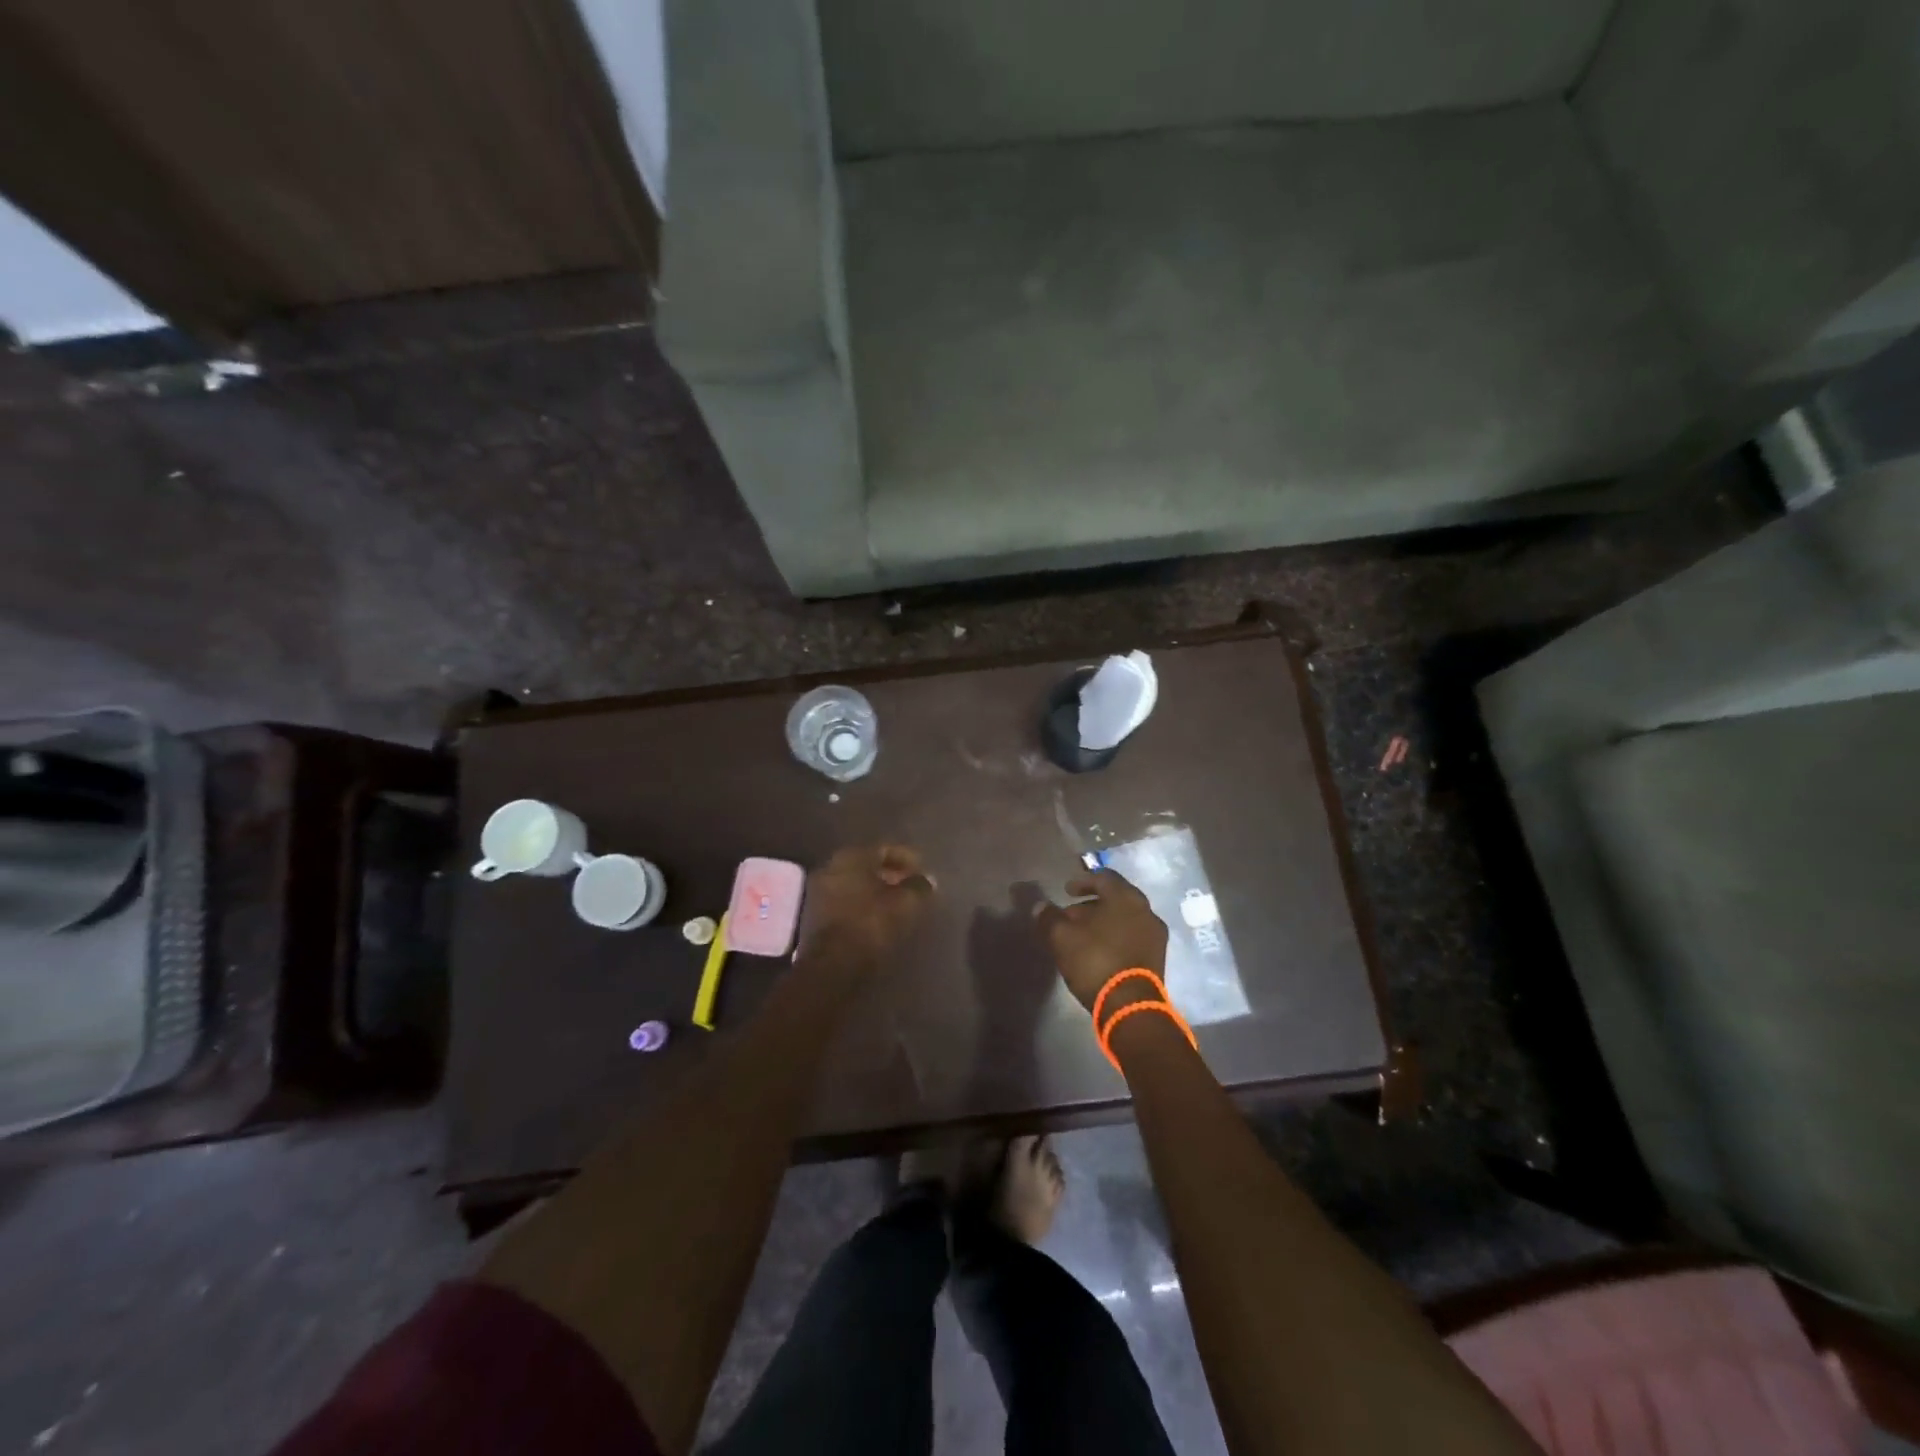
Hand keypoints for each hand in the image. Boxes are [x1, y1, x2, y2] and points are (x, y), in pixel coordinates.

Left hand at [797, 844, 934, 970]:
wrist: (832, 966)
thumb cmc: (871, 924)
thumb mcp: (905, 904)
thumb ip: (919, 887)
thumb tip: (927, 880)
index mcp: (851, 856)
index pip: (884, 849)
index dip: (907, 859)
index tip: (923, 871)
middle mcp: (830, 867)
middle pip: (867, 866)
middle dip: (890, 875)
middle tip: (911, 887)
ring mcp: (818, 892)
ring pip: (855, 885)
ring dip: (876, 892)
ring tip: (898, 905)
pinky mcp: (814, 917)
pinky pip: (846, 903)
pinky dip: (863, 906)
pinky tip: (878, 918)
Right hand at [1035, 869, 1168, 1011]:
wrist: (1130, 1006)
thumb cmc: (1095, 961)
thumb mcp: (1062, 937)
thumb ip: (1049, 917)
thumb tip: (1039, 906)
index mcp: (1126, 897)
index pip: (1104, 877)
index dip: (1082, 881)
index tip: (1066, 891)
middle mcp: (1146, 911)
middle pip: (1116, 899)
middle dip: (1091, 905)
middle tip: (1070, 915)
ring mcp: (1155, 935)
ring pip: (1125, 919)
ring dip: (1103, 922)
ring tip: (1081, 936)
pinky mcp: (1157, 958)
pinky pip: (1132, 937)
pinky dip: (1115, 937)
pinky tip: (1098, 951)